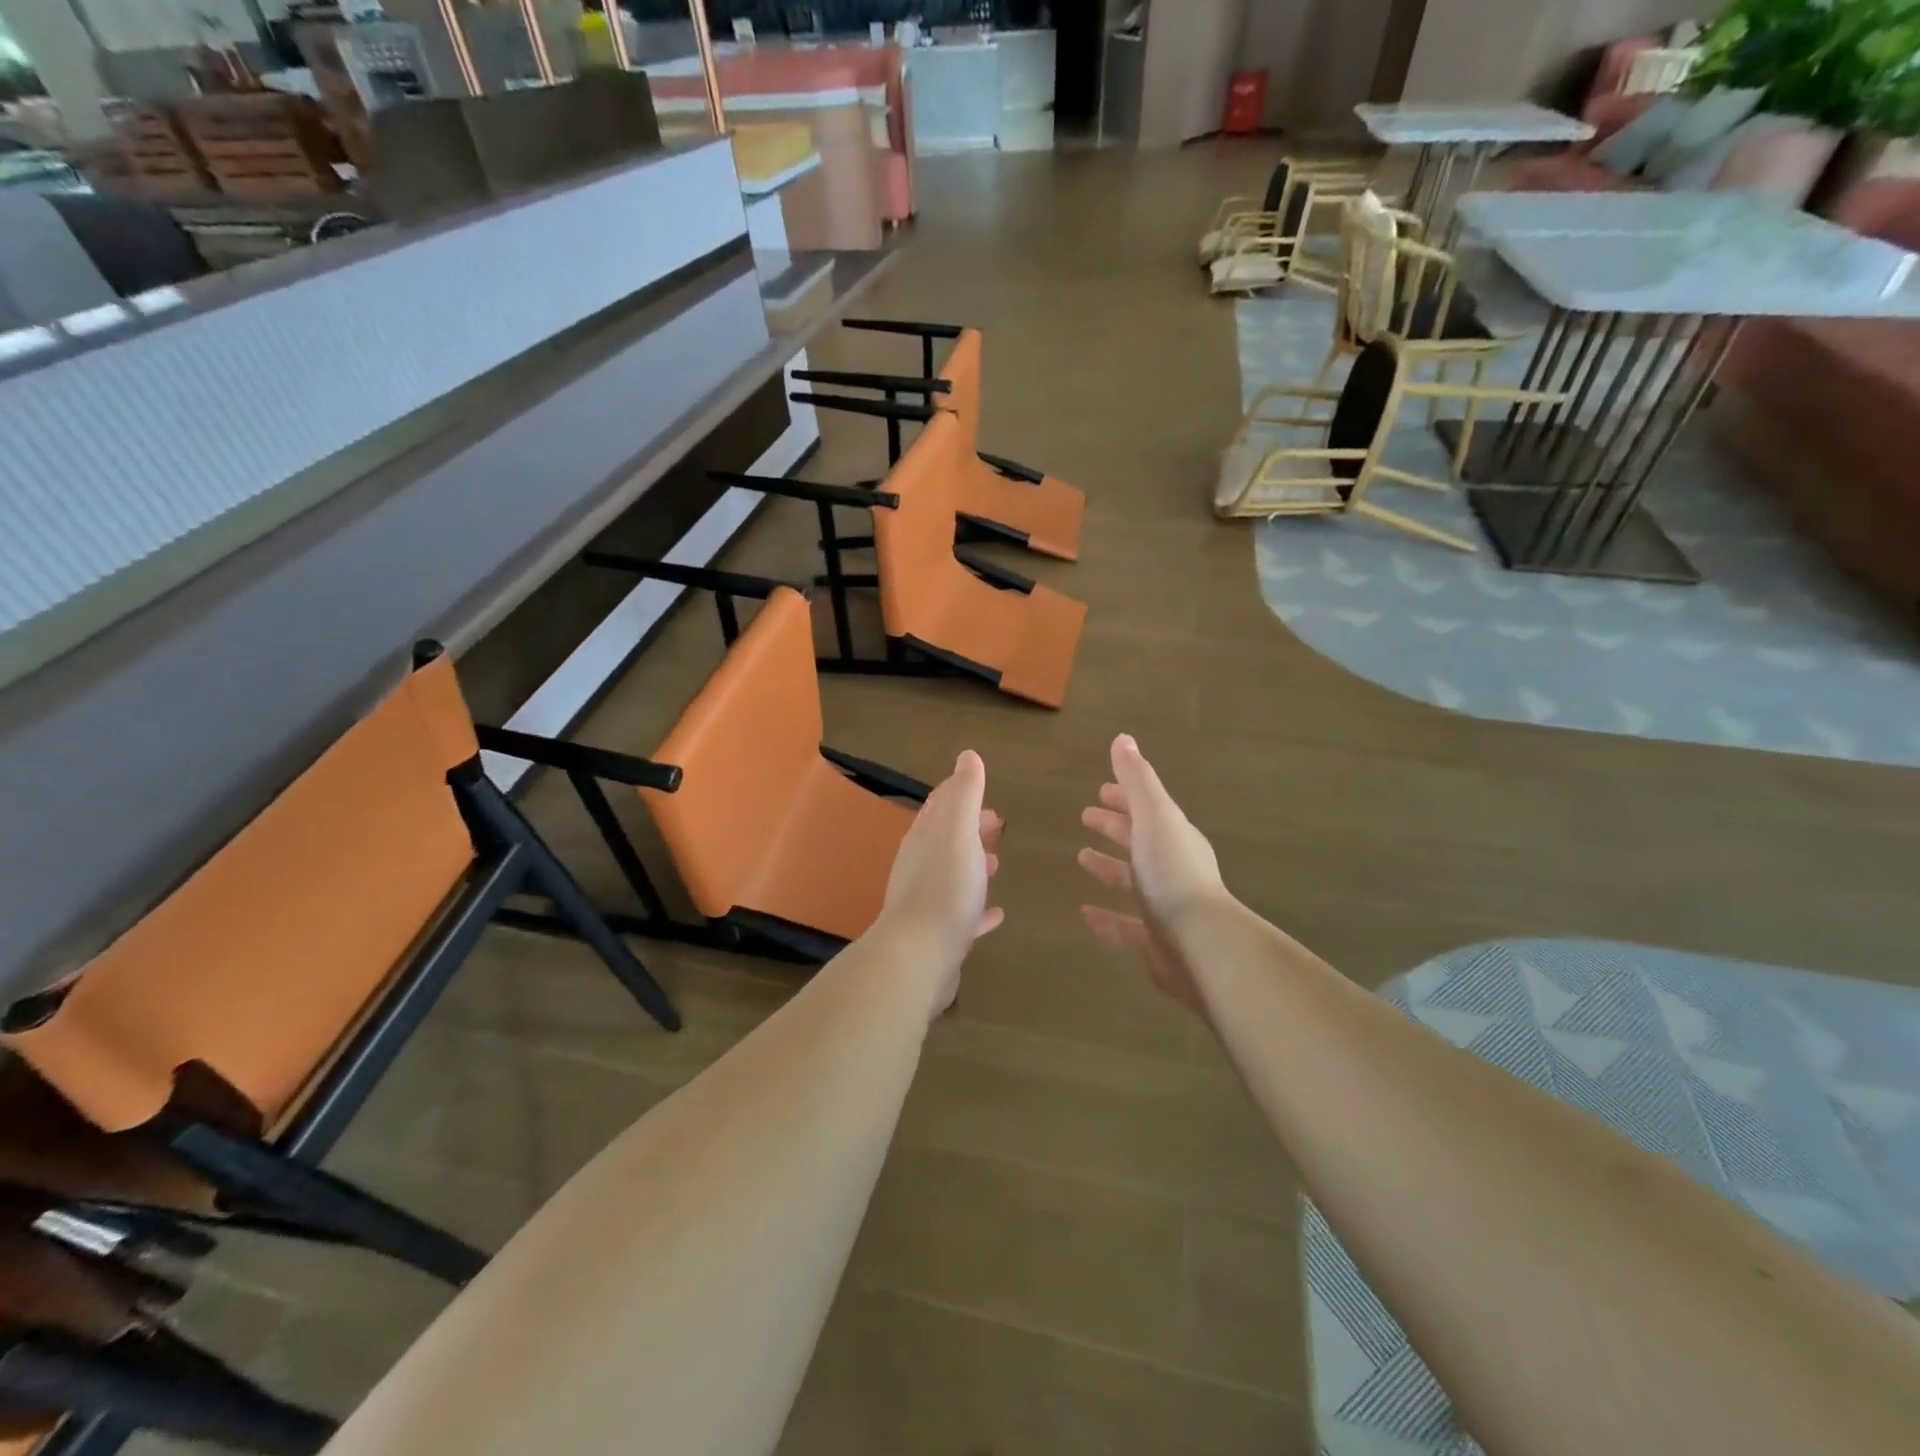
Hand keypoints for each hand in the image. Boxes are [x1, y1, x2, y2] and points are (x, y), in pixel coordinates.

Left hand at [876, 750, 1003, 1014]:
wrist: (918, 957)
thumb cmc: (944, 888)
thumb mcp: (958, 832)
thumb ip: (964, 795)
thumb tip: (967, 756)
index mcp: (924, 838)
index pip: (940, 806)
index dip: (960, 795)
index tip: (982, 792)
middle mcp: (920, 867)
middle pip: (945, 840)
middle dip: (969, 829)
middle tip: (997, 825)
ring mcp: (926, 903)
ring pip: (951, 876)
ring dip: (972, 866)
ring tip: (997, 864)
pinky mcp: (938, 937)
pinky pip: (961, 916)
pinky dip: (978, 909)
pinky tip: (996, 914)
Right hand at [1077, 734, 1230, 1016]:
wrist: (1200, 943)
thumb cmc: (1173, 872)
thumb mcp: (1154, 816)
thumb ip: (1137, 780)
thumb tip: (1123, 738)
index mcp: (1175, 837)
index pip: (1147, 810)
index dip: (1124, 798)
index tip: (1101, 789)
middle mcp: (1172, 868)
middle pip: (1140, 842)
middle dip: (1115, 827)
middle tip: (1086, 816)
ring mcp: (1165, 905)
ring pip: (1132, 881)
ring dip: (1108, 867)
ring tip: (1082, 857)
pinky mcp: (1156, 940)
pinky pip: (1125, 925)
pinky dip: (1106, 917)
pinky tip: (1086, 913)